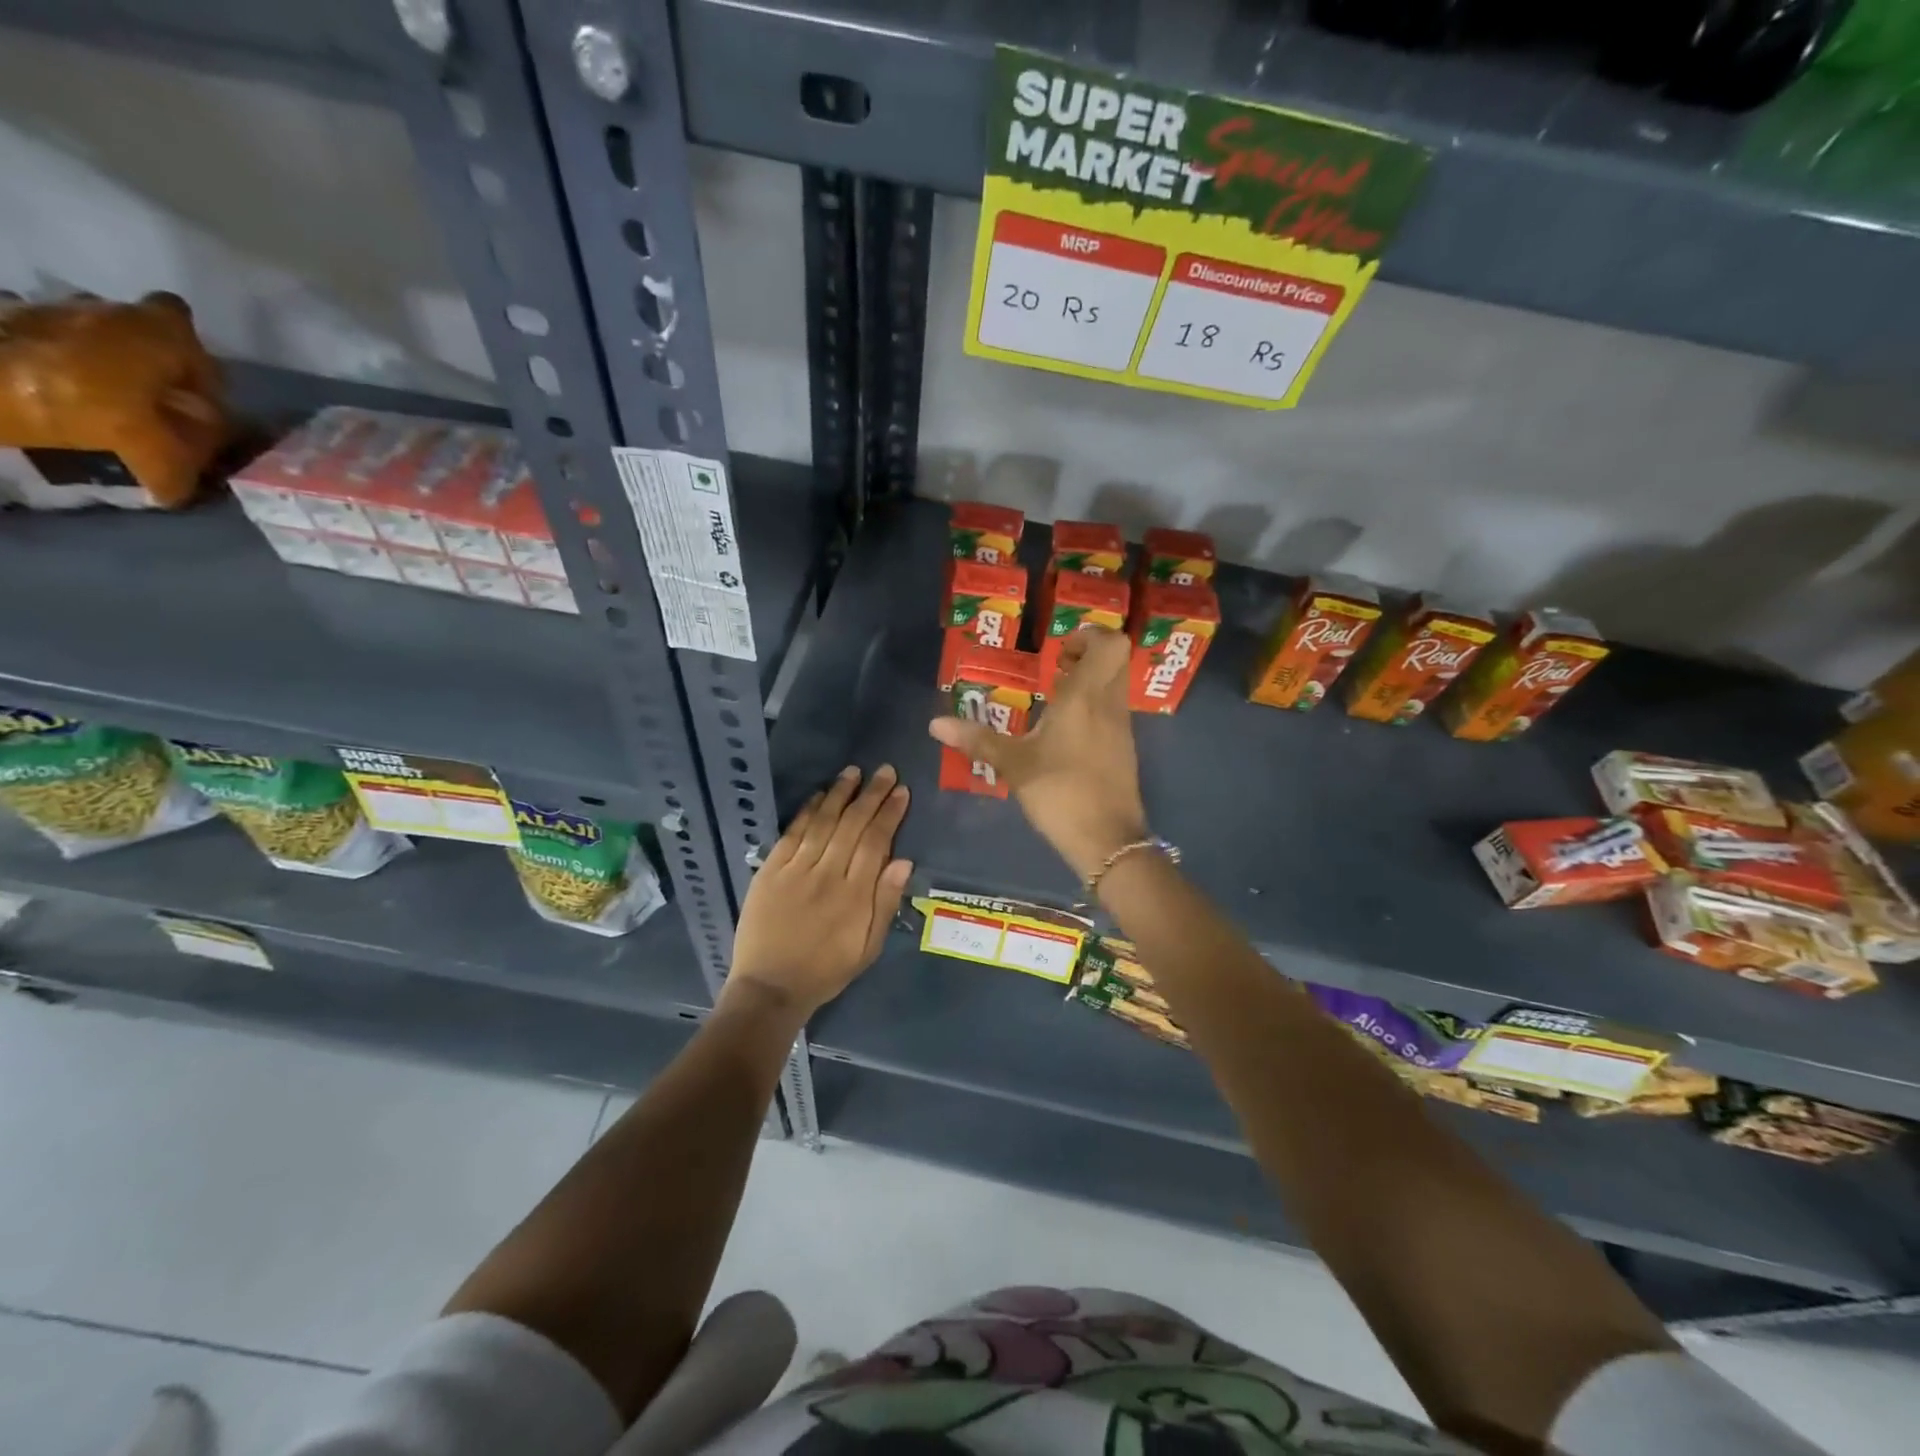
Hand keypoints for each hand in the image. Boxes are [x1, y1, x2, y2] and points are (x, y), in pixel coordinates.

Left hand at [727, 764, 912, 1017]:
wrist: (770, 988)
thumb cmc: (826, 970)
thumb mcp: (868, 948)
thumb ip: (885, 903)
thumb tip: (904, 861)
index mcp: (854, 895)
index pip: (876, 842)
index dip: (890, 814)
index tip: (901, 791)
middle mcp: (827, 874)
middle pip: (852, 825)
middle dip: (871, 795)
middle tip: (885, 771)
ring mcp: (796, 870)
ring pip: (823, 822)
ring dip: (840, 794)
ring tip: (854, 772)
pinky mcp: (770, 871)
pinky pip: (792, 833)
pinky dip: (807, 811)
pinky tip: (819, 795)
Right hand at [928, 629, 1146, 880]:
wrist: (1107, 841)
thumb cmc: (1060, 793)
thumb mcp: (1014, 765)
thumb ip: (977, 740)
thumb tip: (935, 724)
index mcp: (1086, 698)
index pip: (1111, 644)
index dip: (1090, 635)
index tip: (1060, 650)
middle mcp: (1110, 705)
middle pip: (1116, 659)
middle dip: (1089, 655)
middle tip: (1056, 668)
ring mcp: (1122, 729)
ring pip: (1116, 686)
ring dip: (1090, 683)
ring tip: (1053, 700)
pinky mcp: (1124, 751)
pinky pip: (1113, 712)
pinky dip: (1094, 709)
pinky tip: (1064, 733)